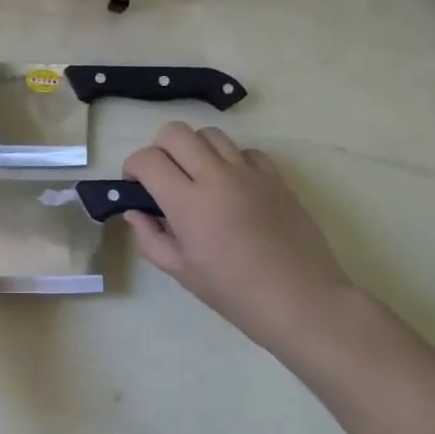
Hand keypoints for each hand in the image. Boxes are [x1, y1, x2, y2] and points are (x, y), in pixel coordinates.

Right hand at [123, 123, 364, 358]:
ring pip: (211, 134)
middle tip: (164, 177)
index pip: (147, 160)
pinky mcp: (276, 177)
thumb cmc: (235, 293)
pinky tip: (234, 186)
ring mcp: (249, 173)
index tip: (135, 186)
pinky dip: (232, 160)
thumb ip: (150, 238)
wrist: (301, 301)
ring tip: (199, 178)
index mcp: (188, 203)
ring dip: (195, 149)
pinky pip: (246, 150)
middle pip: (176, 132)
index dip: (133, 167)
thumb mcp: (181, 272)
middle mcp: (216, 177)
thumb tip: (135, 212)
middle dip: (160, 149)